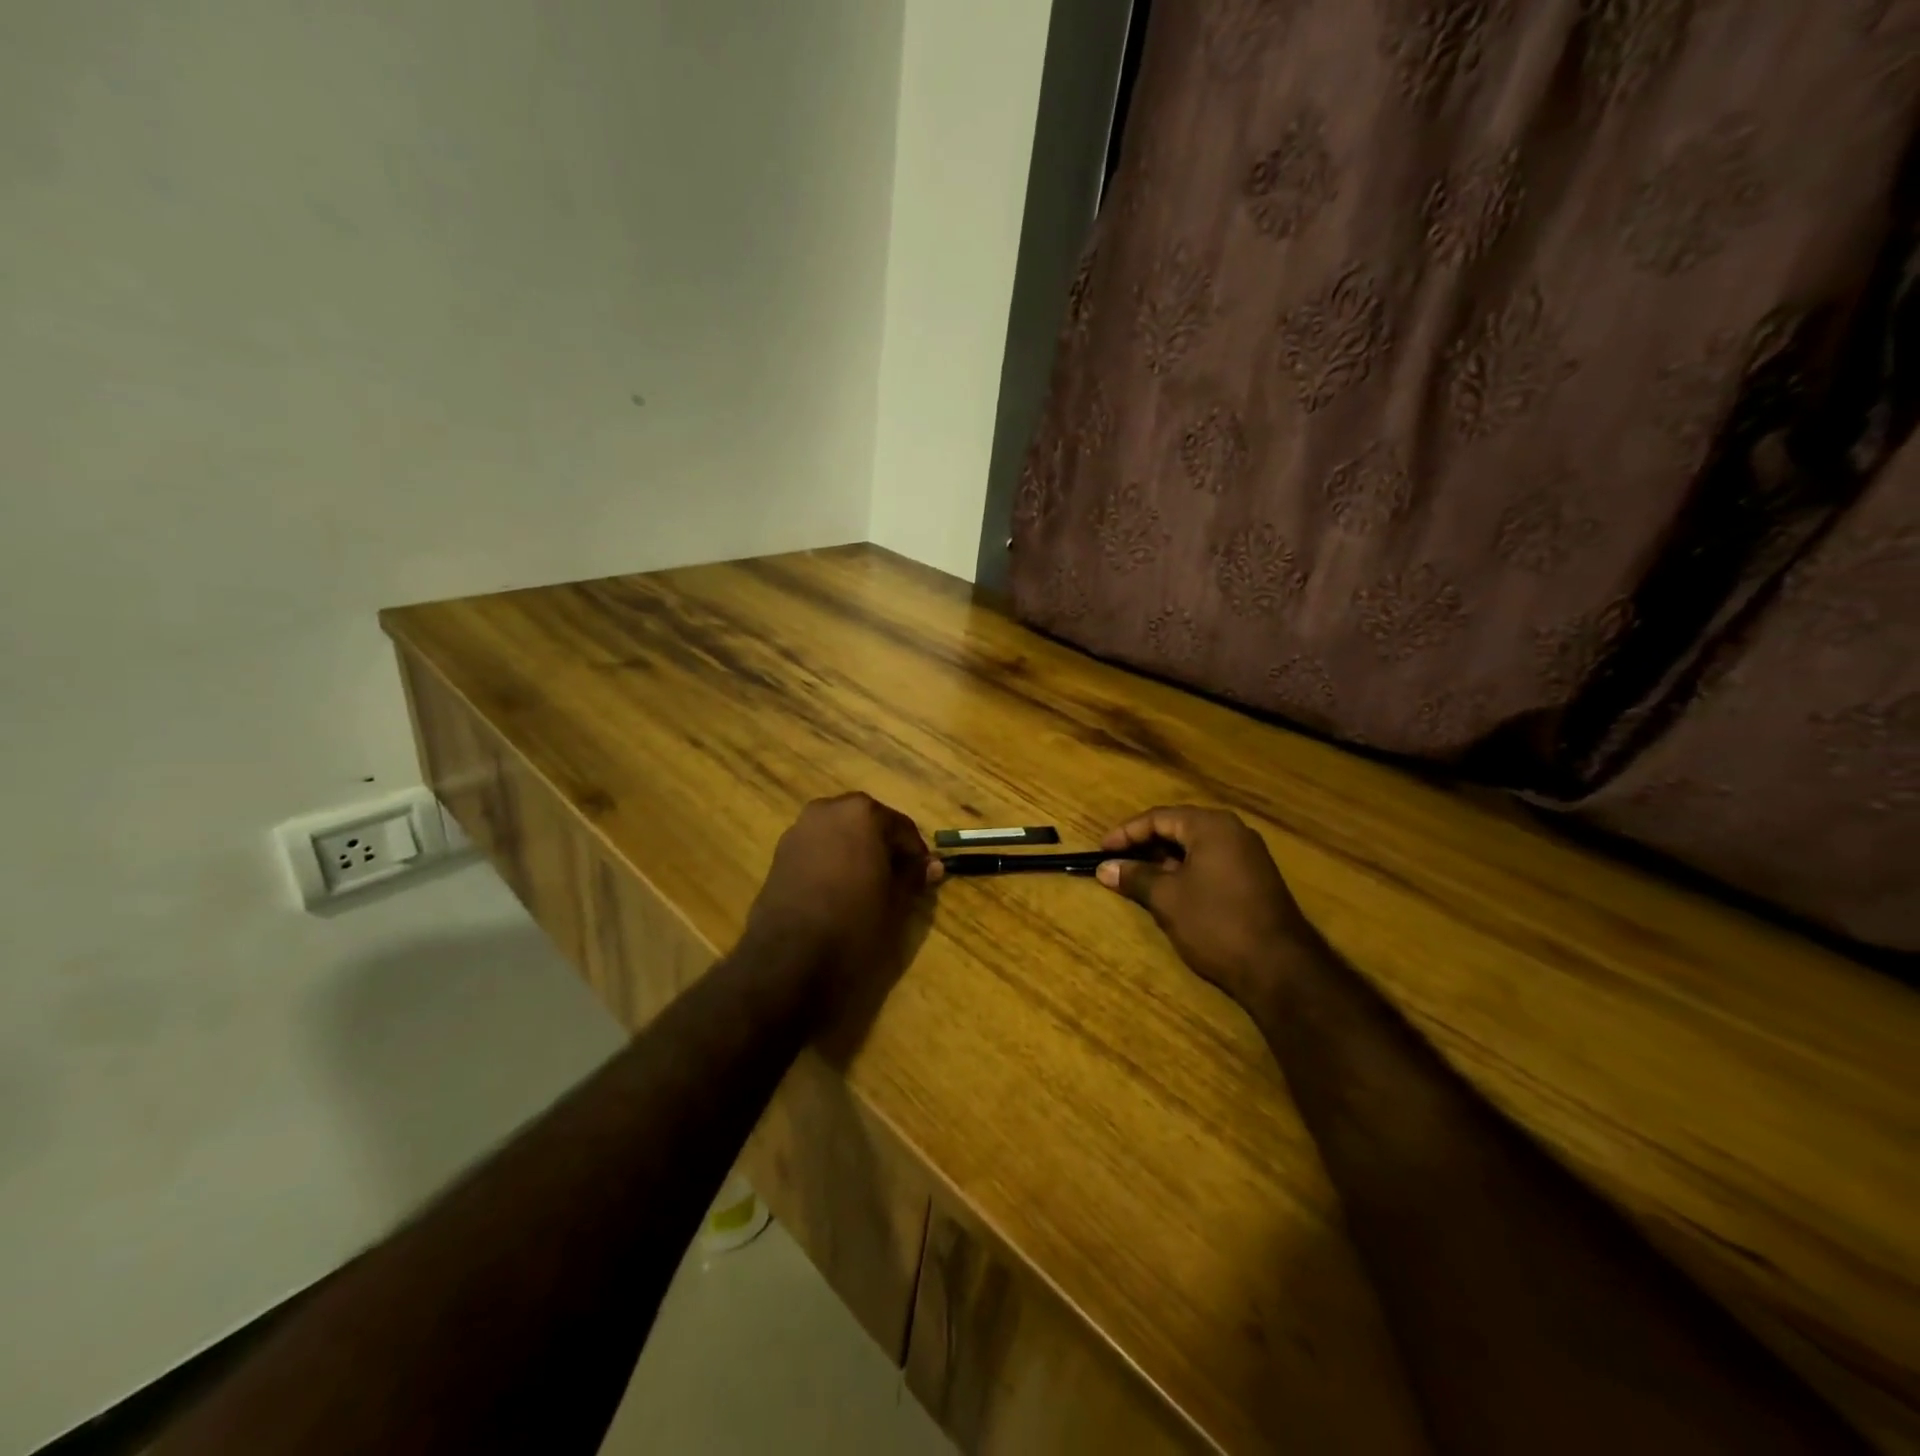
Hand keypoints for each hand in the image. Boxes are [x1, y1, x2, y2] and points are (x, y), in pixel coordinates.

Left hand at [743, 793, 940, 1005]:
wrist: (789, 956)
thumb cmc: (854, 921)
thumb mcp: (896, 901)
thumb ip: (914, 876)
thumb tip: (933, 865)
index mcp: (862, 813)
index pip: (901, 827)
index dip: (916, 854)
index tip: (925, 877)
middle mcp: (828, 810)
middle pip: (868, 824)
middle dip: (884, 848)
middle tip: (897, 880)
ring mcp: (799, 829)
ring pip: (840, 835)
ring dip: (856, 853)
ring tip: (867, 887)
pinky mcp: (779, 854)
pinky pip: (817, 850)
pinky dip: (832, 862)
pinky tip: (838, 892)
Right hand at [1096, 806, 1318, 1009]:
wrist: (1279, 969)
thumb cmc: (1216, 923)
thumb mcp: (1167, 898)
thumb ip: (1135, 877)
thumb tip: (1105, 867)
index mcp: (1211, 826)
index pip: (1159, 818)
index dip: (1126, 833)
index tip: (1101, 850)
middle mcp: (1233, 831)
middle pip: (1178, 827)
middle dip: (1145, 844)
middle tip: (1116, 861)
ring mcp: (1248, 855)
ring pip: (1195, 847)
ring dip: (1164, 859)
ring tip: (1137, 877)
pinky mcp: (1256, 879)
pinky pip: (1212, 862)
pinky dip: (1186, 870)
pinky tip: (1170, 890)